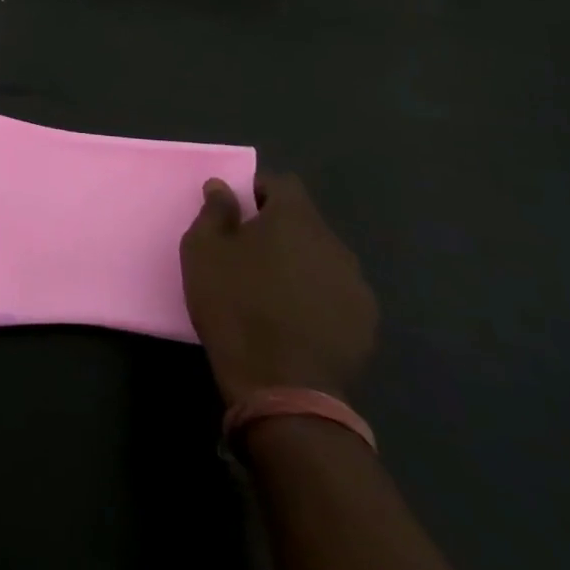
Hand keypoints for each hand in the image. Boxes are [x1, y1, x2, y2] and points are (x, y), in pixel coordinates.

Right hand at [180, 173, 377, 403]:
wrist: (281, 386)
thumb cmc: (234, 305)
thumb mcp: (203, 251)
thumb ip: (214, 211)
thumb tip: (222, 187)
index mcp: (295, 219)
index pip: (282, 184)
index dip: (258, 191)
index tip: (237, 211)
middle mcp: (334, 244)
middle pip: (304, 222)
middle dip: (279, 230)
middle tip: (248, 253)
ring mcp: (356, 286)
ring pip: (322, 259)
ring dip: (300, 264)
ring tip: (272, 290)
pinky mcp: (366, 325)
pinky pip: (336, 295)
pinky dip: (317, 298)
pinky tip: (295, 321)